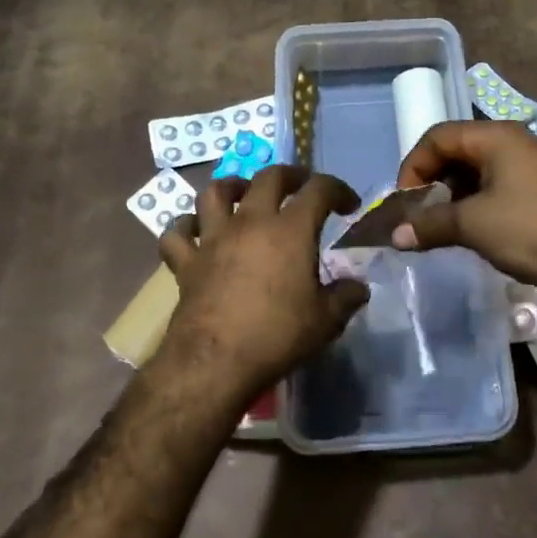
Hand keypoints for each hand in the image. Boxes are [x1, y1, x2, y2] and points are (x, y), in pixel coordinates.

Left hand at [154, 165, 368, 400]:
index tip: (348, 205)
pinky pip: (177, 233)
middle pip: (268, 177)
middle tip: (300, 187)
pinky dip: (184, 227)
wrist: (215, 362)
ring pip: (215, 192)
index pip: (319, 190)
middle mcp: (251, 222)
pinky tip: (194, 232)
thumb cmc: (277, 335)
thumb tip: (359, 287)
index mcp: (291, 230)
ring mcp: (213, 238)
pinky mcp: (186, 262)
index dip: (338, 190)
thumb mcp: (326, 321)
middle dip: (290, 176)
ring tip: (243, 194)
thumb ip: (346, 297)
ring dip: (232, 187)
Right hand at [392, 121, 536, 303]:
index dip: (414, 166)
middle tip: (422, 214)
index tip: (406, 202)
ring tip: (445, 226)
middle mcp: (518, 140)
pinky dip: (480, 202)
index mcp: (498, 136)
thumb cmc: (531, 231)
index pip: (439, 136)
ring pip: (482, 169)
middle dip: (434, 180)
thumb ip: (430, 224)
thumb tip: (395, 236)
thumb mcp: (472, 226)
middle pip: (460, 149)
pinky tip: (475, 230)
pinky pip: (502, 185)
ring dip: (456, 194)